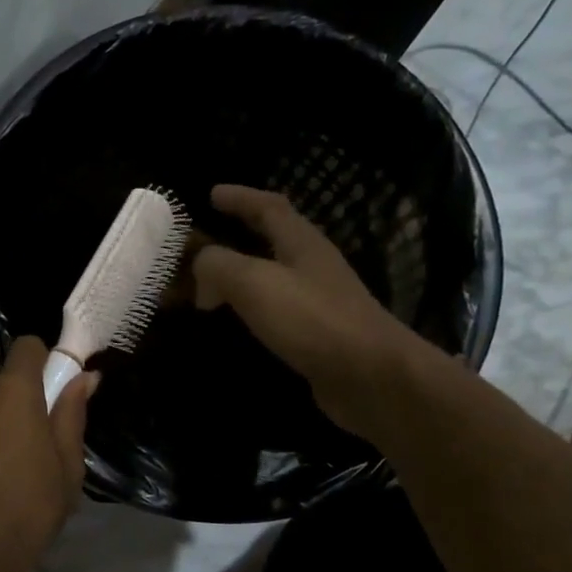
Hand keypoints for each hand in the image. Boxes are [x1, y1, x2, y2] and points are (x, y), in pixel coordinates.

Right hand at [192, 184, 435, 438]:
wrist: (371, 377)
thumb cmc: (313, 319)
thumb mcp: (254, 282)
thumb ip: (218, 266)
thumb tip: (200, 273)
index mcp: (301, 242)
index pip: (269, 207)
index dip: (240, 197)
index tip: (211, 194)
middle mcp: (312, 266)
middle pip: (273, 238)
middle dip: (239, 234)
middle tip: (202, 242)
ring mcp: (318, 301)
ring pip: (272, 276)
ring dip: (241, 274)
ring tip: (209, 284)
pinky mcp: (317, 334)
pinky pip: (275, 310)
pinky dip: (250, 308)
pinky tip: (235, 322)